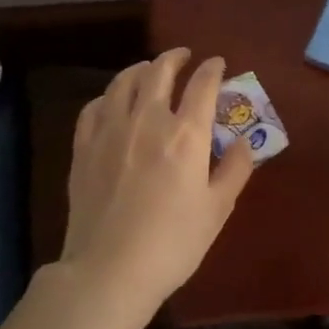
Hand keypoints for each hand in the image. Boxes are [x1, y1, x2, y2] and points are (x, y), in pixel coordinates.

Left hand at [59, 49, 254, 323]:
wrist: (109, 271)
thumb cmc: (173, 243)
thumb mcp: (218, 209)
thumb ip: (235, 169)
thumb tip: (244, 141)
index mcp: (186, 134)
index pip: (203, 85)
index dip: (213, 69)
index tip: (218, 65)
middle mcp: (148, 121)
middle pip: (160, 71)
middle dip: (175, 58)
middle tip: (185, 57)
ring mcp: (111, 131)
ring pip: (124, 82)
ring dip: (141, 69)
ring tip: (150, 70)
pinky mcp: (84, 148)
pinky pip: (95, 107)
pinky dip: (109, 96)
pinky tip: (114, 102)